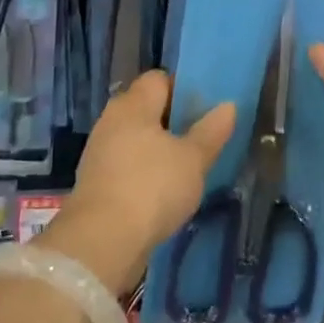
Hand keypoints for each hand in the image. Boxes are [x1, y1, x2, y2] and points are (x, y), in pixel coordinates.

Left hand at [41, 71, 235, 293]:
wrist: (101, 243)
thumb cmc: (151, 187)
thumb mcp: (193, 160)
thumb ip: (211, 131)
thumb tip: (228, 105)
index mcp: (134, 104)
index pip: (159, 79)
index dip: (182, 88)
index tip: (205, 108)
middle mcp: (112, 119)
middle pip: (145, 108)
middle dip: (171, 120)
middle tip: (199, 137)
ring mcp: (99, 152)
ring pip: (135, 139)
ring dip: (156, 149)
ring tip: (185, 166)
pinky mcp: (95, 183)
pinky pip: (125, 165)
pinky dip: (143, 173)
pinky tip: (162, 191)